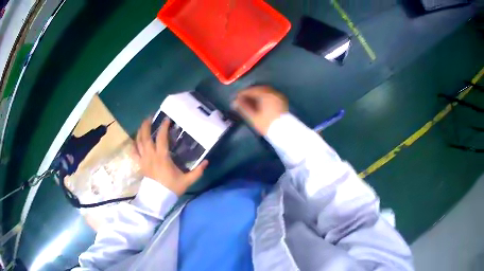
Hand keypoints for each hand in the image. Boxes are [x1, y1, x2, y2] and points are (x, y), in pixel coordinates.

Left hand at [132, 117, 207, 195]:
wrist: (158, 200)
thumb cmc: (171, 188)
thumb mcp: (187, 180)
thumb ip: (197, 171)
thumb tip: (207, 162)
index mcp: (162, 157)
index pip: (162, 138)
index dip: (164, 127)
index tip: (167, 119)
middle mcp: (151, 156)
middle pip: (146, 137)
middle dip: (147, 125)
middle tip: (150, 117)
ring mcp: (143, 160)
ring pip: (138, 143)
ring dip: (140, 132)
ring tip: (143, 124)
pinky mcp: (140, 165)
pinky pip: (134, 153)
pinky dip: (133, 145)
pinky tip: (134, 141)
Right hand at [232, 86, 288, 135]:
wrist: (285, 132)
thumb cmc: (267, 125)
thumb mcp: (253, 117)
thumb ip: (243, 108)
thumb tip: (234, 102)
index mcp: (265, 94)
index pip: (251, 90)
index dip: (242, 93)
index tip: (236, 97)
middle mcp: (273, 93)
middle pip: (258, 90)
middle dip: (249, 93)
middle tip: (242, 99)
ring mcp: (279, 97)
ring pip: (265, 92)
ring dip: (257, 95)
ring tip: (250, 102)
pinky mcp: (282, 102)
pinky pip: (271, 96)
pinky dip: (264, 97)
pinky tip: (260, 104)